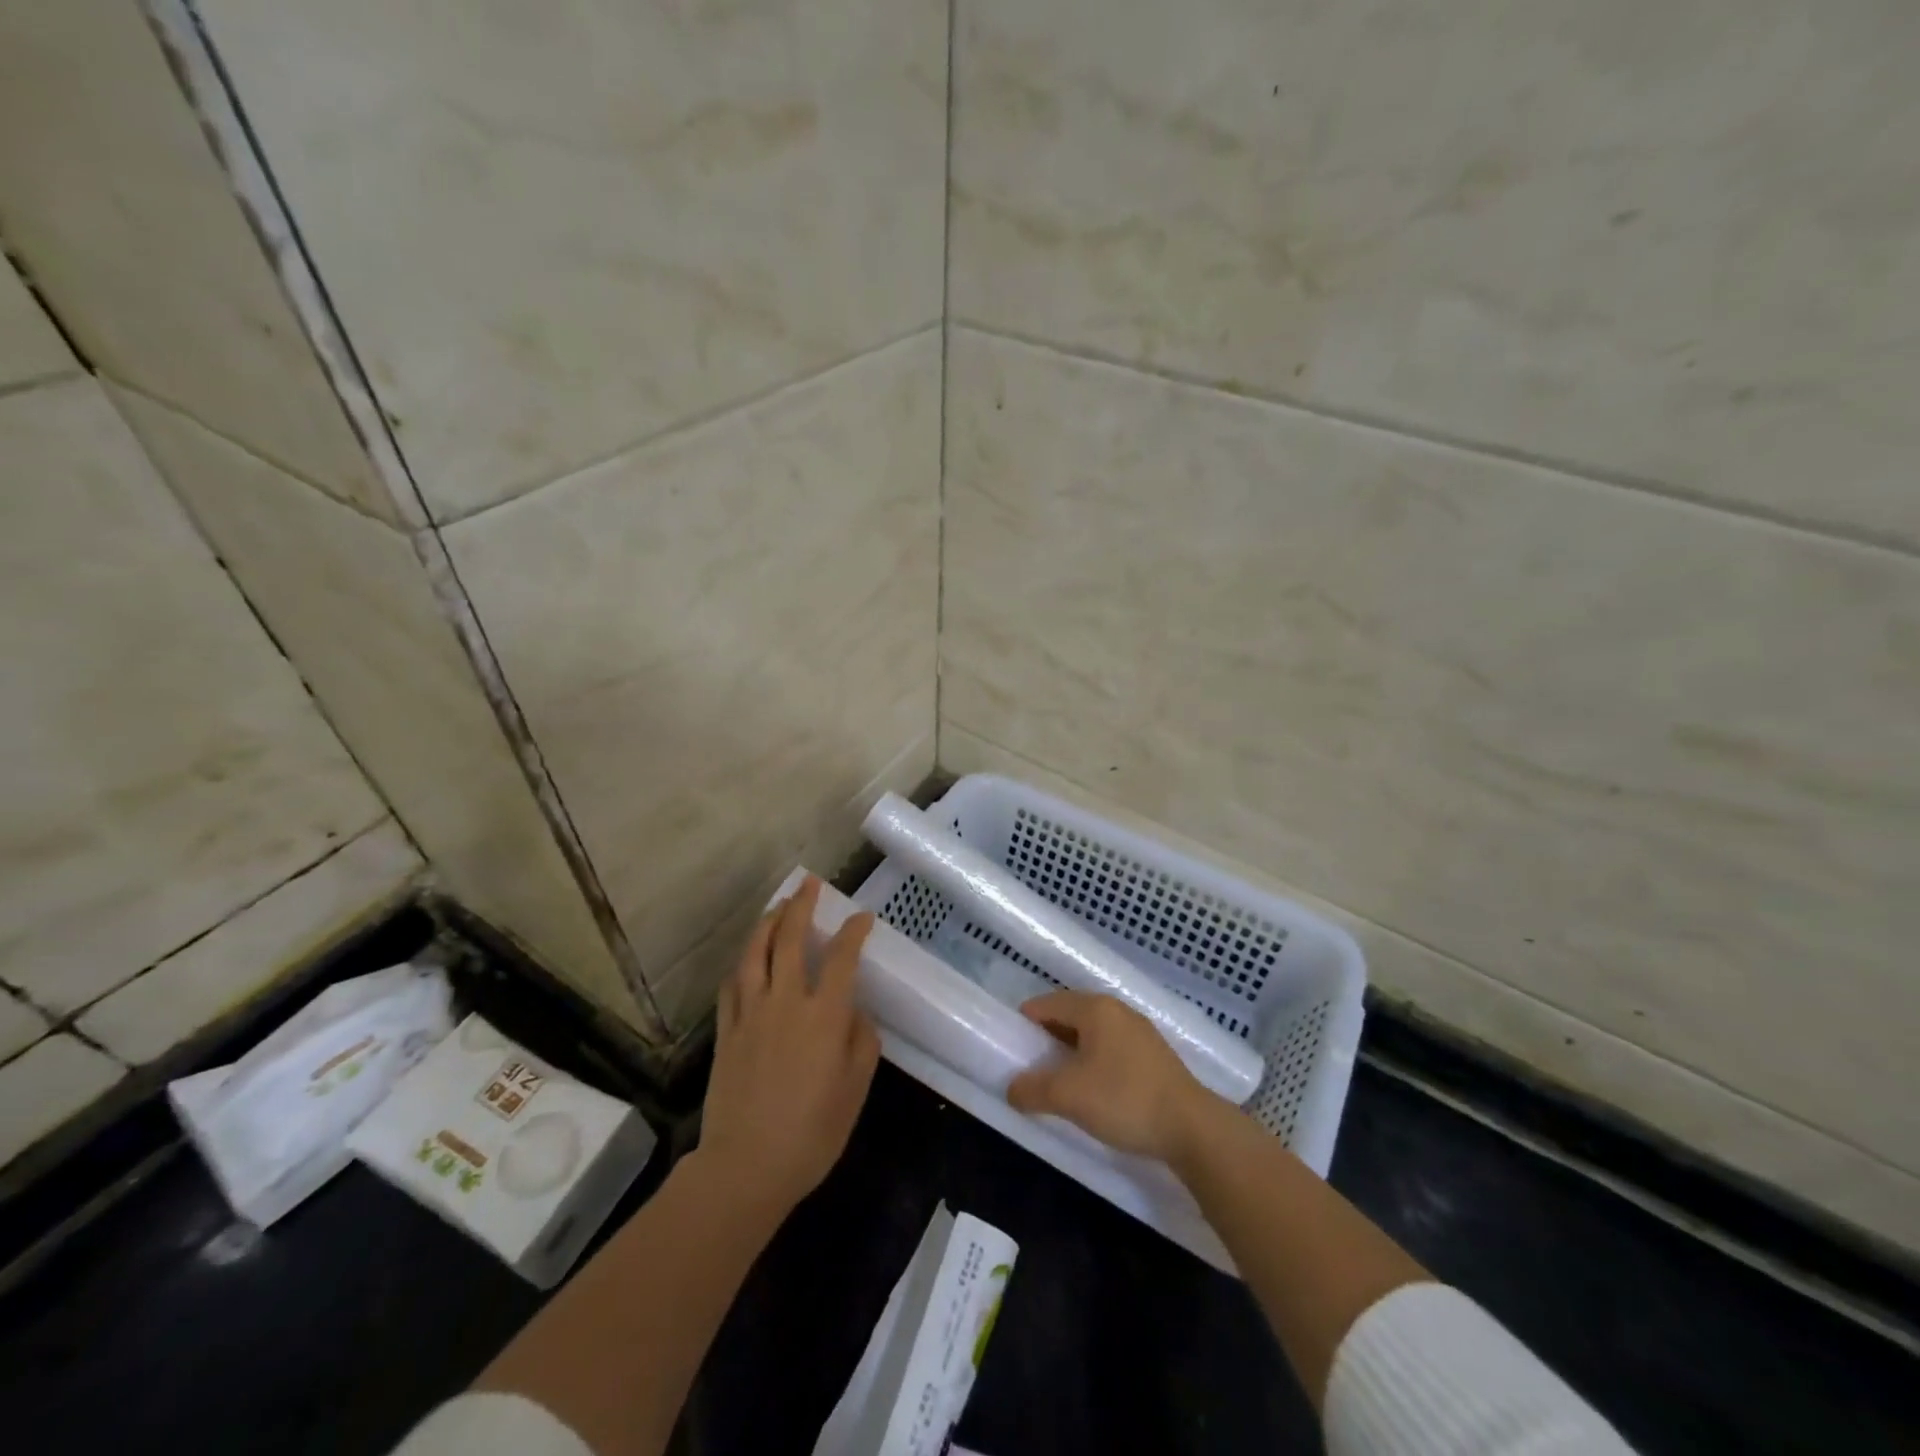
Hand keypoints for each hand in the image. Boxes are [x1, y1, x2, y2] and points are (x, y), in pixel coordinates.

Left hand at [697, 877, 878, 1216]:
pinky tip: (746, 959)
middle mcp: (785, 1002)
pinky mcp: (726, 1032)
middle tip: (808, 883)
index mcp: (824, 1015)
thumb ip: (862, 1043)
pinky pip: (732, 985)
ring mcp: (750, 1014)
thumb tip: (854, 1013)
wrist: (745, 1168)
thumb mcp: (855, 1090)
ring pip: (755, 954)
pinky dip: (742, 963)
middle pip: (790, 940)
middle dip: (801, 906)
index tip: (862, 917)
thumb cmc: (811, 1133)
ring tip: (777, 906)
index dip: (853, 931)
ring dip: (767, 924)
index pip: (841, 957)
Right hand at [1006, 991, 1221, 1164]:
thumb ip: (1033, 1089)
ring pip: (1092, 1032)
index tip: (1012, 1044)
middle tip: (1031, 1063)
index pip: (1048, 1003)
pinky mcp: (1154, 1054)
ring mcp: (1139, 1030)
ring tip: (1058, 1078)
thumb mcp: (1069, 1096)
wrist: (1192, 1128)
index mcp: (1095, 1008)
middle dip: (1047, 1036)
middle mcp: (1117, 1010)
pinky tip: (1092, 1087)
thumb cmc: (1124, 1100)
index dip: (1026, 1021)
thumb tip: (1012, 1089)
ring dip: (1071, 1050)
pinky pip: (1111, 1046)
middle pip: (1070, 1014)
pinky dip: (1093, 1059)